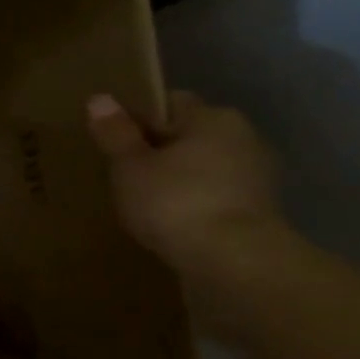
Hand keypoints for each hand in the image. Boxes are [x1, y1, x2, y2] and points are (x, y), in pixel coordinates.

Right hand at [86, 92, 283, 275]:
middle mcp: (243, 137)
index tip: (115, 140)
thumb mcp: (130, 166)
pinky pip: (216, 195)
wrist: (234, 260)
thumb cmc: (175, 201)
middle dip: (161, 149)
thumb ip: (115, 132)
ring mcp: (257, 175)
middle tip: (125, 172)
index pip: (171, 103)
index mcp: (212, 117)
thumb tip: (99, 97)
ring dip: (180, 178)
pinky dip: (196, 202)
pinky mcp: (260, 210)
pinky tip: (172, 221)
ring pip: (205, 166)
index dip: (140, 117)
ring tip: (145, 200)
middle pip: (191, 135)